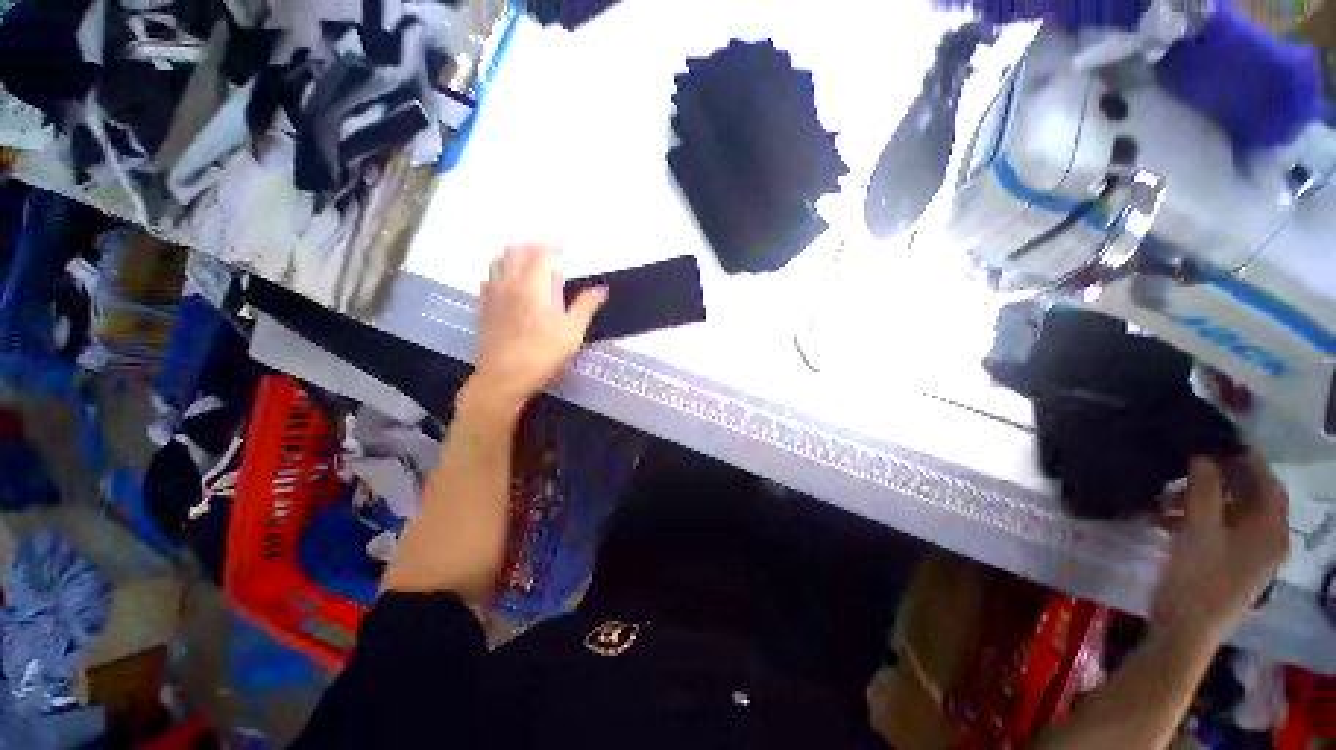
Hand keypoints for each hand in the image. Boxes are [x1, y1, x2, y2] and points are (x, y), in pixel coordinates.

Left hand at [470, 245, 606, 413]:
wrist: (503, 378)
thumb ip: (586, 306)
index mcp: (533, 285)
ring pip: (497, 261)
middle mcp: (509, 283)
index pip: (540, 252)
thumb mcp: (572, 332)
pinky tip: (510, 284)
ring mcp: (492, 295)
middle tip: (549, 252)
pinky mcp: (483, 308)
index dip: (554, 245)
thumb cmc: (542, 354)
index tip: (567, 247)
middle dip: (533, 245)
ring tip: (529, 262)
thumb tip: (602, 288)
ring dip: (515, 255)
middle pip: (515, 250)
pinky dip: (501, 271)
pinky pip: (488, 278)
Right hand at [1152, 454, 1289, 640]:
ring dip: (1202, 500)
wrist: (1184, 630)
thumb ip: (1204, 491)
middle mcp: (1267, 540)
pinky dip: (1196, 519)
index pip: (1268, 484)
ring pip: (1230, 515)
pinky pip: (1218, 531)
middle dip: (1221, 480)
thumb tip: (1203, 456)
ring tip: (1166, 497)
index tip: (1219, 441)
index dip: (1248, 460)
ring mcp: (1247, 555)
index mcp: (1270, 532)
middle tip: (1188, 465)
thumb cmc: (1198, 579)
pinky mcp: (1228, 564)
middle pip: (1250, 499)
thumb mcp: (1198, 531)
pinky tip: (1166, 518)